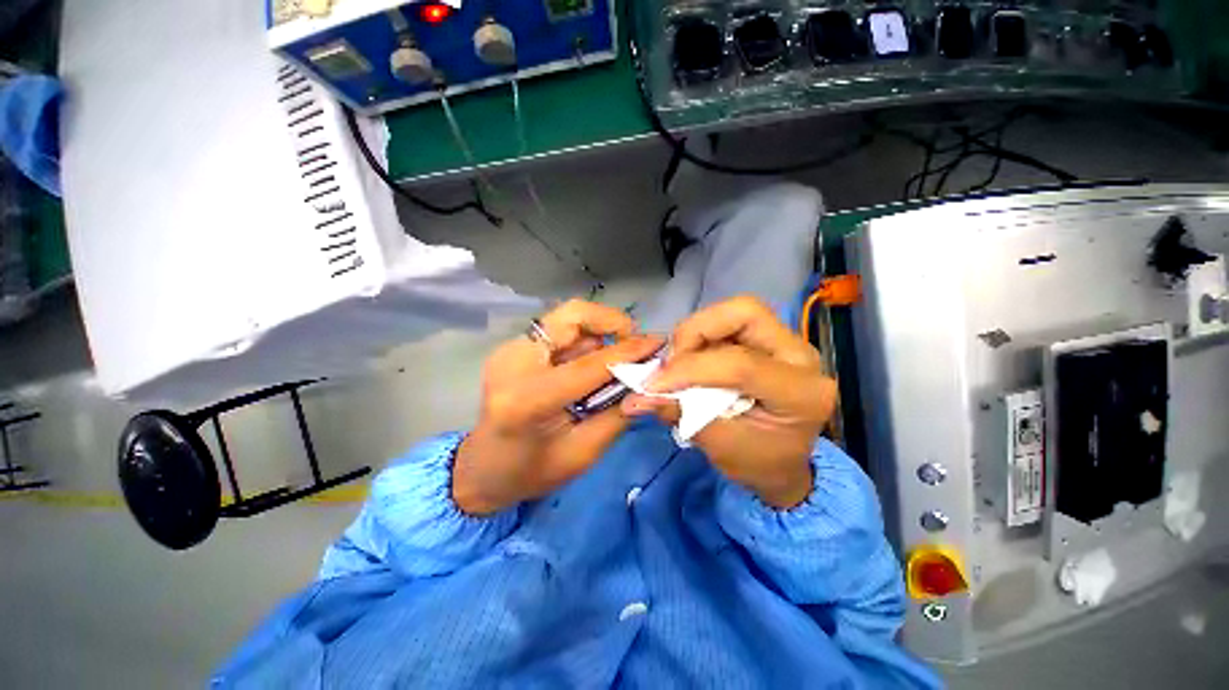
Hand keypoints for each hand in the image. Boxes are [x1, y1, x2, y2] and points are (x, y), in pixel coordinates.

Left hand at [453, 300, 663, 515]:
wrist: (482, 469)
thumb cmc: (530, 472)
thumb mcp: (582, 454)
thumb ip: (617, 415)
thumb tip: (648, 383)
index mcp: (528, 399)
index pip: (588, 365)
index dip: (629, 351)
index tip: (658, 343)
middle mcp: (515, 362)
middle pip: (571, 316)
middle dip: (611, 322)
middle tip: (634, 341)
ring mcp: (510, 350)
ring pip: (566, 318)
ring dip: (599, 333)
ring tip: (615, 358)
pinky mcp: (514, 348)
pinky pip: (559, 330)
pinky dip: (584, 340)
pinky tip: (592, 362)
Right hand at [622, 296, 837, 508]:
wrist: (782, 462)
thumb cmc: (757, 462)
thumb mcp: (719, 445)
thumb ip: (680, 413)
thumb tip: (636, 398)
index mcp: (801, 393)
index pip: (741, 364)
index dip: (690, 369)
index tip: (653, 385)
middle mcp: (800, 355)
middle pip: (744, 313)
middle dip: (696, 331)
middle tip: (671, 362)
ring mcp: (786, 342)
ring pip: (734, 311)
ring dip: (695, 333)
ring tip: (677, 363)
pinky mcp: (768, 338)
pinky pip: (728, 322)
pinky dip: (700, 336)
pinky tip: (689, 360)